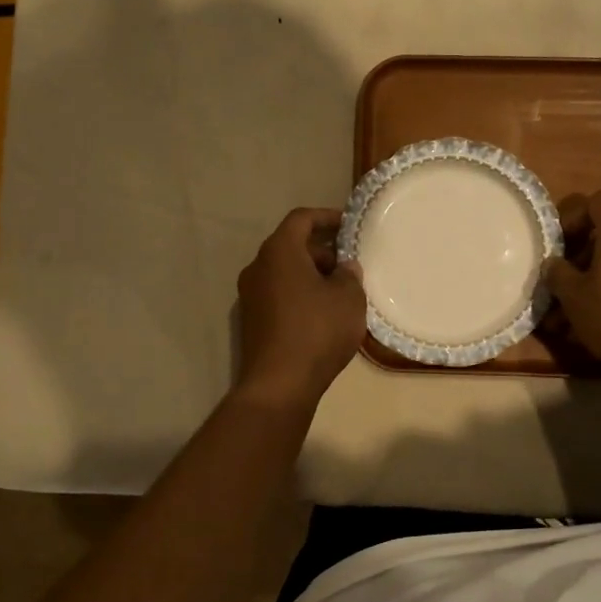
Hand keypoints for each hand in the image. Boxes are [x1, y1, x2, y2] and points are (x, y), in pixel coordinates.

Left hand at [235, 208, 366, 408]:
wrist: (279, 384)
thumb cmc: (317, 331)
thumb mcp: (349, 298)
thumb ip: (350, 275)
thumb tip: (344, 267)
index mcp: (279, 251)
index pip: (301, 219)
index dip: (327, 217)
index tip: (349, 225)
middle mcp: (258, 267)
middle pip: (291, 245)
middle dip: (322, 251)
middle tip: (350, 265)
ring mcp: (250, 295)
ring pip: (285, 272)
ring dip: (312, 274)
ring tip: (341, 291)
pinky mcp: (252, 320)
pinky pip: (279, 294)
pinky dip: (300, 294)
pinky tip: (323, 314)